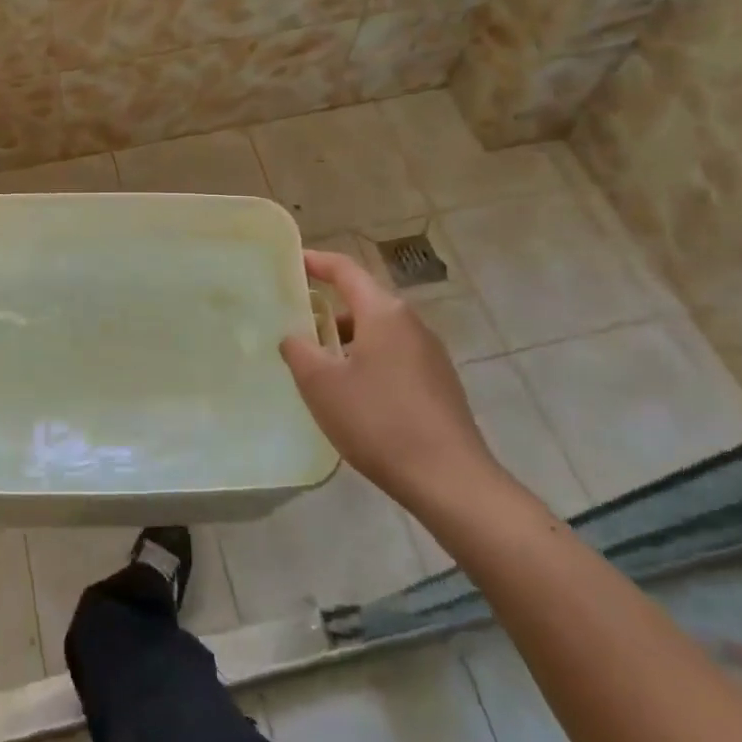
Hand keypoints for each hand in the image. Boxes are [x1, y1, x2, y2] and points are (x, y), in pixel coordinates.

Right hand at [280, 249, 507, 517]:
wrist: (450, 480)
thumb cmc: (378, 421)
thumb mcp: (321, 384)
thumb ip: (299, 350)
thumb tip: (294, 335)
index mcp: (384, 312)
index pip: (345, 270)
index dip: (316, 262)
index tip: (292, 261)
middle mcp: (411, 323)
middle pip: (363, 300)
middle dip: (328, 306)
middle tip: (295, 319)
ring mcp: (431, 354)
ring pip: (378, 331)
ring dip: (346, 338)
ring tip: (318, 361)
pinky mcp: (439, 383)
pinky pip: (394, 356)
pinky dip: (366, 359)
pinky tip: (352, 393)